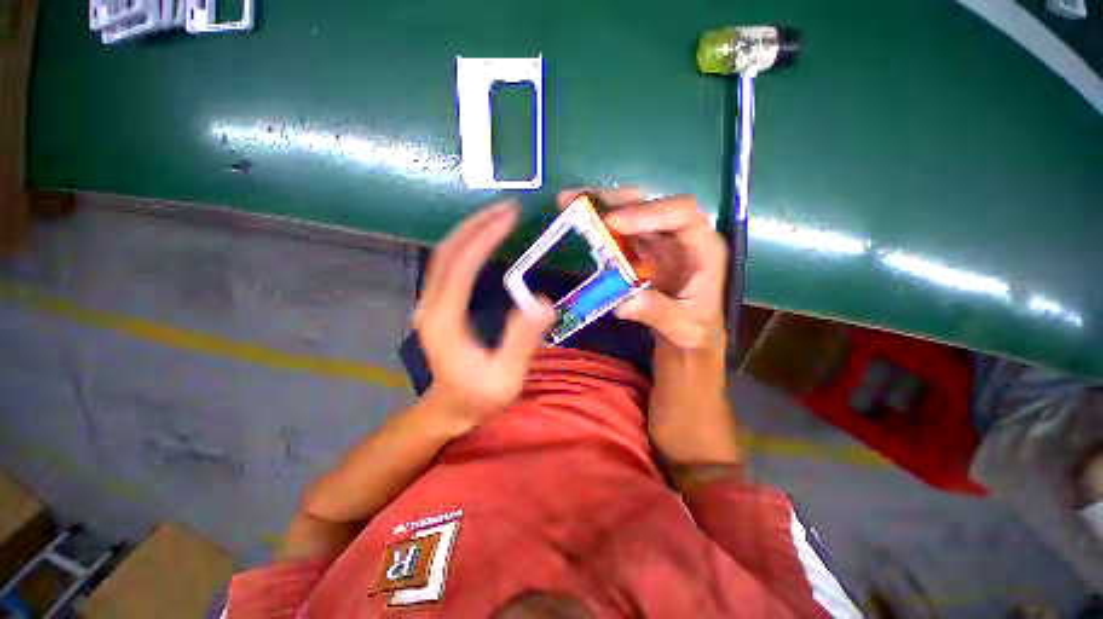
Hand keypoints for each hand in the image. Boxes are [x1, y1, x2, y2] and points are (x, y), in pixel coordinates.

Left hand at [413, 202, 554, 432]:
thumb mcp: (506, 377)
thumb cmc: (479, 396)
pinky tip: (485, 239)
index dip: (485, 237)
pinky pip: (447, 265)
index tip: (510, 217)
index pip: (461, 266)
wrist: (450, 408)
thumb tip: (542, 302)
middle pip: (447, 251)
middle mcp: (431, 305)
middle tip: (508, 208)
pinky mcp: (436, 304)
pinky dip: (466, 245)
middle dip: (477, 224)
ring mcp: (430, 303)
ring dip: (470, 230)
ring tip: (499, 216)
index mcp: (445, 320)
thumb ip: (521, 341)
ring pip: (444, 255)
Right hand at [557, 189, 727, 352]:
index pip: (682, 215)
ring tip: (569, 203)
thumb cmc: (695, 329)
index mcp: (702, 248)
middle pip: (651, 204)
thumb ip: (659, 313)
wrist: (688, 333)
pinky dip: (598, 226)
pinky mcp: (641, 250)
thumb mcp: (683, 327)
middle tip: (580, 200)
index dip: (649, 213)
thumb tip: (623, 303)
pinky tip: (578, 222)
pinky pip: (619, 232)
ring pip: (631, 212)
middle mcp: (680, 236)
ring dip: (601, 206)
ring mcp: (659, 241)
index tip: (613, 223)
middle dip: (616, 201)